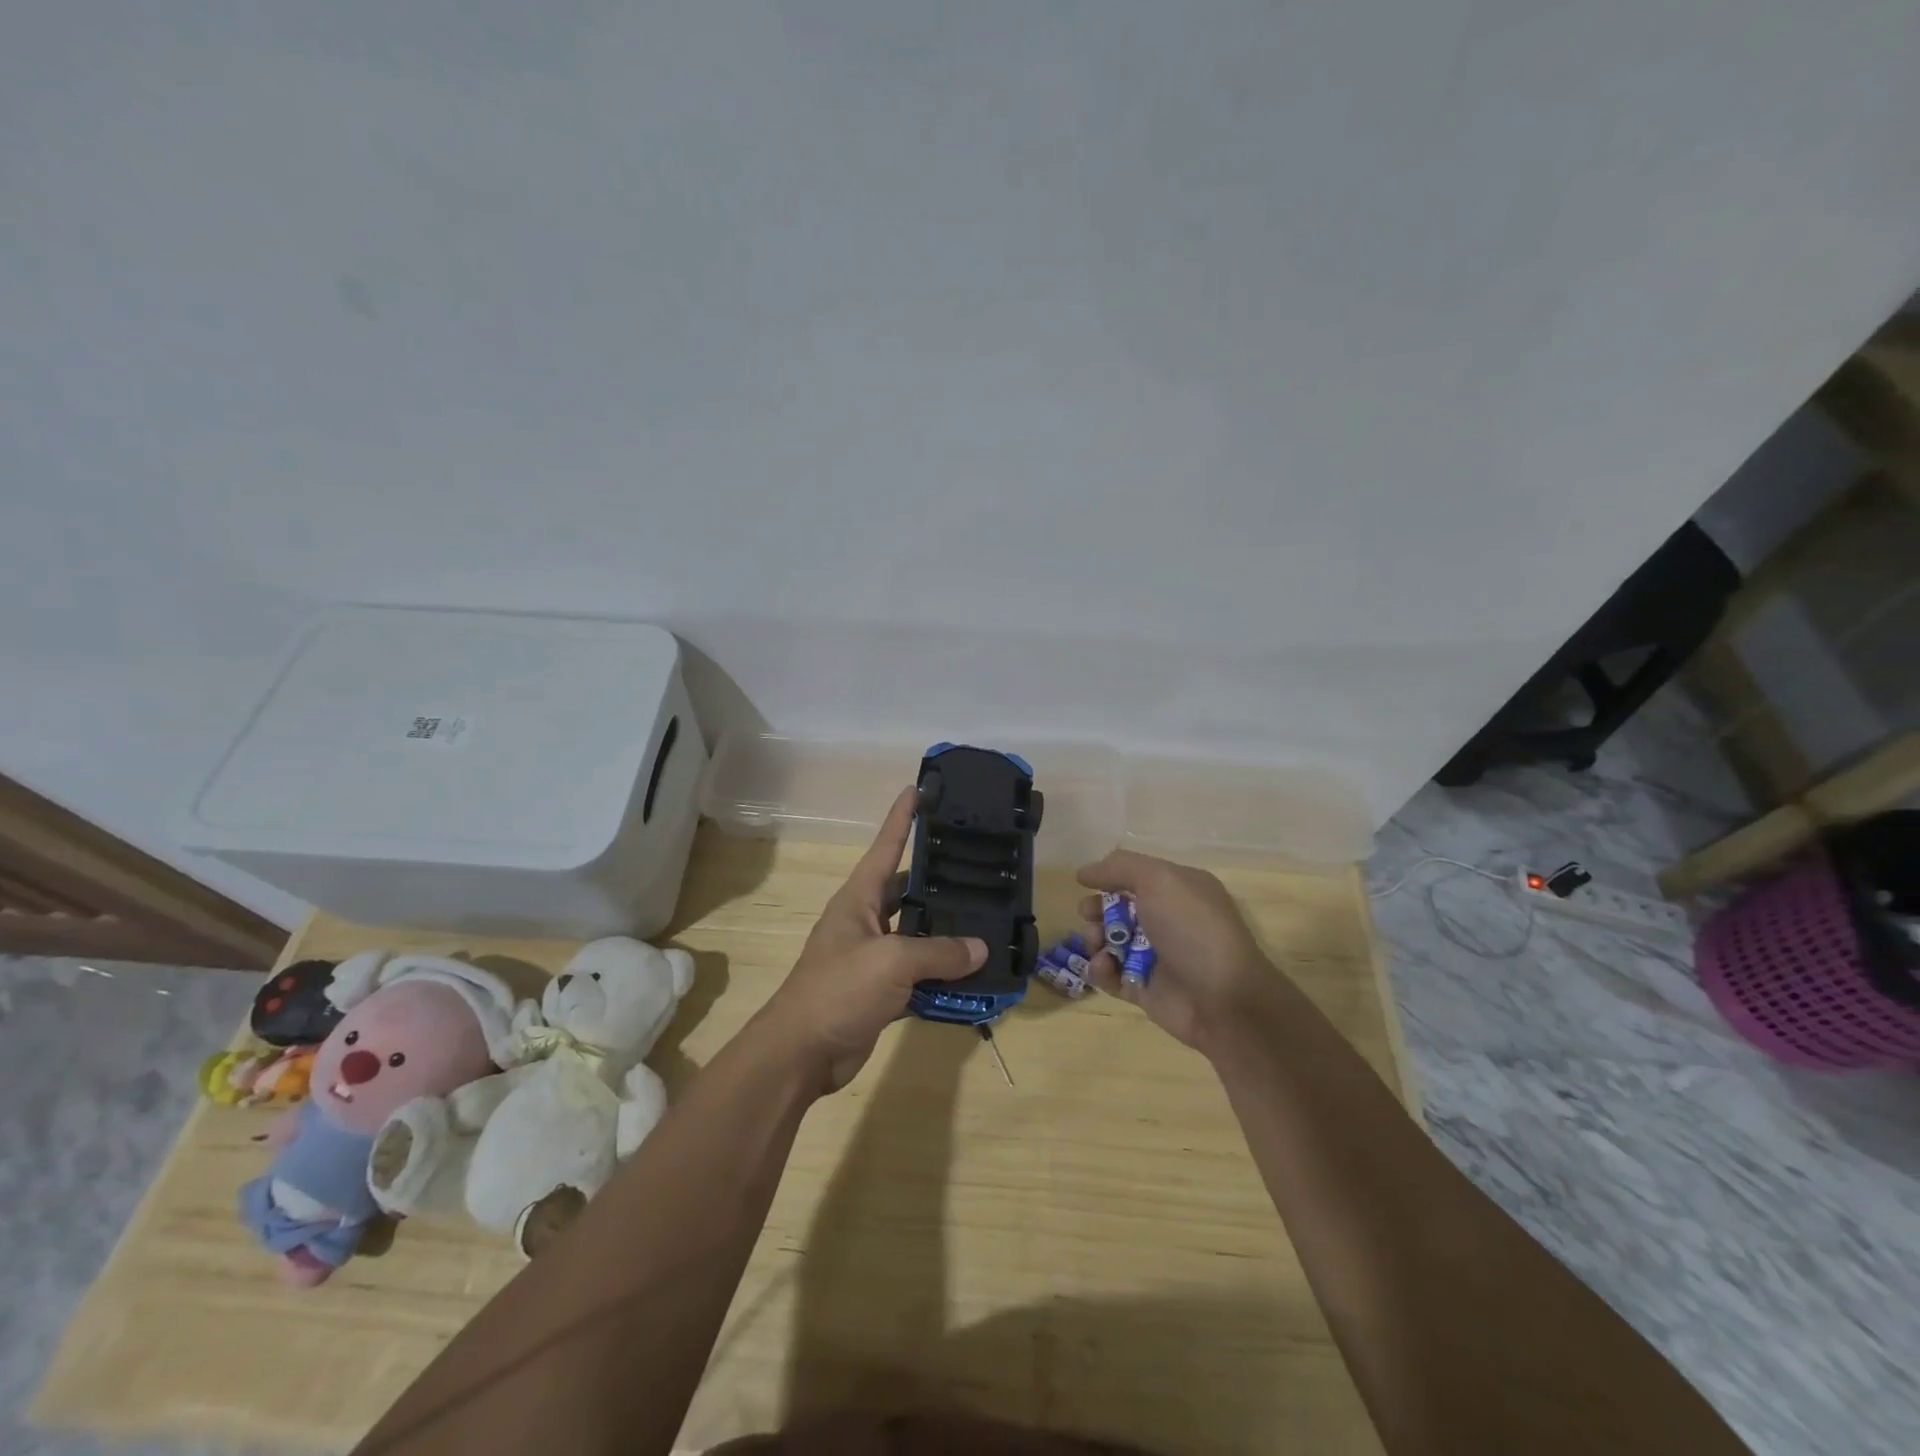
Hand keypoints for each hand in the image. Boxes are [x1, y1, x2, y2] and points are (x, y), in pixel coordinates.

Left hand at [764, 786, 986, 1091]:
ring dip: (945, 933)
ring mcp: (872, 957)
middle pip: (906, 890)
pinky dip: (941, 975)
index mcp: (858, 898)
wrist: (802, 1052)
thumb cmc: (839, 989)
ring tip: (986, 920)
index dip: (902, 817)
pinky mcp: (879, 990)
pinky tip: (972, 973)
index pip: (885, 846)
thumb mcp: (892, 961)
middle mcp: (865, 920)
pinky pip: (917, 974)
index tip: (919, 788)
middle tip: (979, 867)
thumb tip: (981, 948)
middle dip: (938, 880)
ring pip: (915, 935)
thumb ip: (939, 951)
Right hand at [1076, 849, 1285, 1053]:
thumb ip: (1120, 867)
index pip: (1136, 876)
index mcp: (1179, 890)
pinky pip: (1111, 974)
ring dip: (1094, 939)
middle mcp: (1167, 920)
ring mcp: (1154, 956)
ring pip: (1109, 942)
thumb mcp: (1160, 880)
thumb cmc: (1192, 929)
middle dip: (1096, 910)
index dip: (1109, 878)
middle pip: (1117, 909)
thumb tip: (1085, 872)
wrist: (1223, 999)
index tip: (1085, 883)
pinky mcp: (1143, 988)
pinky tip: (1103, 967)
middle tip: (1089, 916)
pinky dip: (1100, 969)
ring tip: (1097, 945)